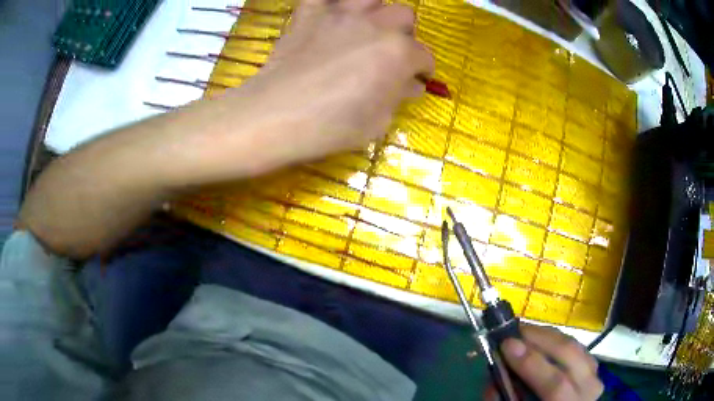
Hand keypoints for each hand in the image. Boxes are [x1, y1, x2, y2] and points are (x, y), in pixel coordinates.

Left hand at [178, 0, 433, 181]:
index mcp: (398, 52)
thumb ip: (398, 97)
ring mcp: (340, 13)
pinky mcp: (309, 13)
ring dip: (376, 12)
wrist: (274, 116)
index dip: (422, 70)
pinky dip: (332, 4)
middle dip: (404, 35)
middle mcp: (376, 24)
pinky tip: (330, 17)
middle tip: (389, 54)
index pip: (424, 56)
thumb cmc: (330, 126)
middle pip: (404, 16)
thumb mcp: (377, 122)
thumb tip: (410, 84)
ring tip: (365, 30)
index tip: (413, 81)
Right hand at [496, 324, 603, 400]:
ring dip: (546, 336)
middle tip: (513, 331)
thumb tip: (496, 370)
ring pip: (573, 345)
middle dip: (539, 339)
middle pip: (569, 355)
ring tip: (523, 331)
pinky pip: (574, 344)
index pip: (555, 384)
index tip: (507, 344)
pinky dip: (555, 339)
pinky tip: (540, 338)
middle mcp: (588, 387)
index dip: (531, 363)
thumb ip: (507, 395)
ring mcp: (594, 372)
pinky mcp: (592, 362)